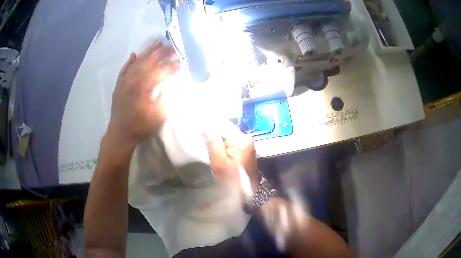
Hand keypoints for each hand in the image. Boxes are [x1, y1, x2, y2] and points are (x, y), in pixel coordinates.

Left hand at [107, 40, 178, 148]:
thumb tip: (167, 85)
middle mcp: (133, 79)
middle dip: (162, 52)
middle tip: (172, 45)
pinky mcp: (119, 85)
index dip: (172, 66)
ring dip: (148, 51)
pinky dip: (130, 61)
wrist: (120, 134)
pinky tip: (134, 55)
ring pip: (137, 61)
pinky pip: (124, 69)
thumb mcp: (158, 115)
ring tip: (157, 42)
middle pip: (149, 61)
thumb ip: (164, 97)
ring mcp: (124, 81)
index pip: (161, 71)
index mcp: (143, 86)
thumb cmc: (140, 127)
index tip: (182, 61)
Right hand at [203, 121, 258, 196]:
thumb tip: (204, 127)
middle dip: (212, 135)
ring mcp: (246, 145)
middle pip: (225, 131)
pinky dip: (221, 146)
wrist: (246, 194)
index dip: (209, 128)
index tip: (197, 128)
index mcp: (242, 139)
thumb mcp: (220, 162)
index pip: (222, 126)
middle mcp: (246, 139)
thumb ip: (213, 143)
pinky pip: (229, 144)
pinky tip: (214, 149)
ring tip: (205, 143)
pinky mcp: (243, 151)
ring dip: (216, 141)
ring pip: (226, 138)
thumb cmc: (232, 179)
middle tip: (200, 138)